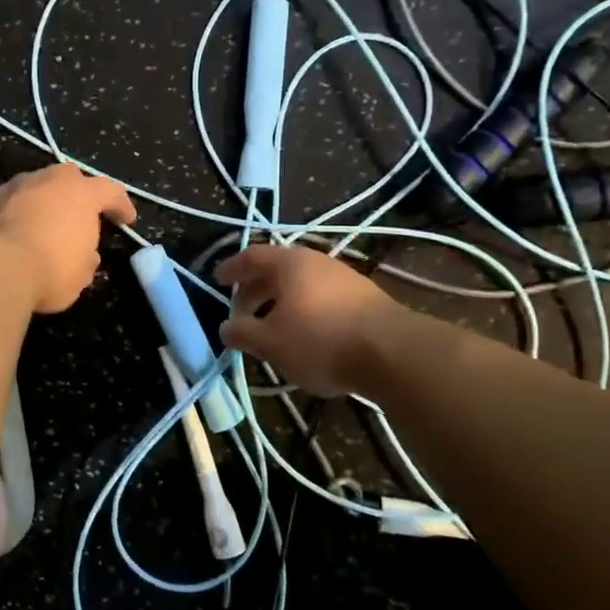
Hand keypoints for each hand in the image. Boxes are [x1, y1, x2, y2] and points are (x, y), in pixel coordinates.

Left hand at [0, 164, 135, 312]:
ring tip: (42, 224)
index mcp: (81, 193)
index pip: (111, 191)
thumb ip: (87, 258)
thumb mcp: (80, 274)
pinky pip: (8, 203)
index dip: (121, 205)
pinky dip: (14, 214)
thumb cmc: (49, 269)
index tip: (127, 219)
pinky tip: (12, 232)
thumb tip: (86, 254)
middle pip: (69, 178)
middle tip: (80, 213)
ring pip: (34, 187)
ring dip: (42, 202)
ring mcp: (13, 186)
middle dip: (77, 193)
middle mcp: (48, 180)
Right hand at [215, 244, 403, 396]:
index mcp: (289, 263)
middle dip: (255, 291)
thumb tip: (225, 327)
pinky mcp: (364, 298)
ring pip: (301, 285)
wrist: (393, 352)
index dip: (232, 268)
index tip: (217, 279)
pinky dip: (305, 310)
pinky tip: (306, 335)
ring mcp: (344, 278)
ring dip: (281, 303)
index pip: (251, 256)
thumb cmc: (320, 341)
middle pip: (277, 270)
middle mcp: (316, 262)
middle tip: (242, 313)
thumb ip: (242, 332)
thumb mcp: (270, 342)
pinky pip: (322, 298)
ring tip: (272, 327)